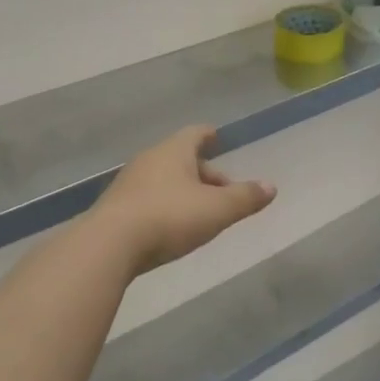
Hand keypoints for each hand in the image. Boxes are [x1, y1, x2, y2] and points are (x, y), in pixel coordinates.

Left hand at [91, 126, 275, 274]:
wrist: (108, 246)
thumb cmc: (169, 218)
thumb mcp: (217, 210)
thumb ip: (245, 198)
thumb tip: (271, 186)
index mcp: (174, 151)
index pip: (195, 134)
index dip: (209, 135)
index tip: (218, 137)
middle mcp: (149, 160)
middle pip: (180, 158)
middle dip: (203, 173)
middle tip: (222, 192)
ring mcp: (128, 183)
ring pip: (163, 179)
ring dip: (182, 191)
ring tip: (200, 212)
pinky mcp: (114, 208)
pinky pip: (146, 199)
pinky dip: (163, 206)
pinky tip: (170, 227)